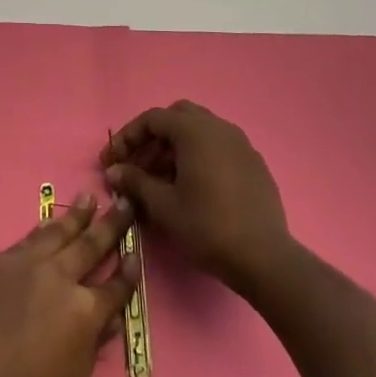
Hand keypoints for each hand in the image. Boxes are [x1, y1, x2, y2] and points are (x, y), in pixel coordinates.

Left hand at [0, 194, 136, 376]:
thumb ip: (92, 345)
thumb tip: (108, 318)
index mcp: (85, 312)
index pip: (115, 286)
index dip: (128, 272)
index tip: (135, 253)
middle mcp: (59, 278)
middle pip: (90, 245)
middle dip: (111, 224)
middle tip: (124, 202)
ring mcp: (25, 265)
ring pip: (57, 232)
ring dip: (77, 215)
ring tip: (90, 198)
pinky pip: (26, 240)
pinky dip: (43, 229)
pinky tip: (48, 223)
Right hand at [101, 102, 291, 294]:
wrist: (264, 258)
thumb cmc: (208, 227)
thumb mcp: (164, 206)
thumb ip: (135, 182)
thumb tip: (113, 171)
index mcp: (195, 130)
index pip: (152, 119)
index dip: (127, 138)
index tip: (110, 161)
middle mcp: (219, 127)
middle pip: (177, 118)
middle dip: (152, 139)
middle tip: (137, 166)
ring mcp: (240, 144)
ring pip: (199, 132)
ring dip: (175, 149)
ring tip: (160, 181)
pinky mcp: (254, 163)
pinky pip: (218, 148)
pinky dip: (198, 157)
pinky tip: (191, 188)